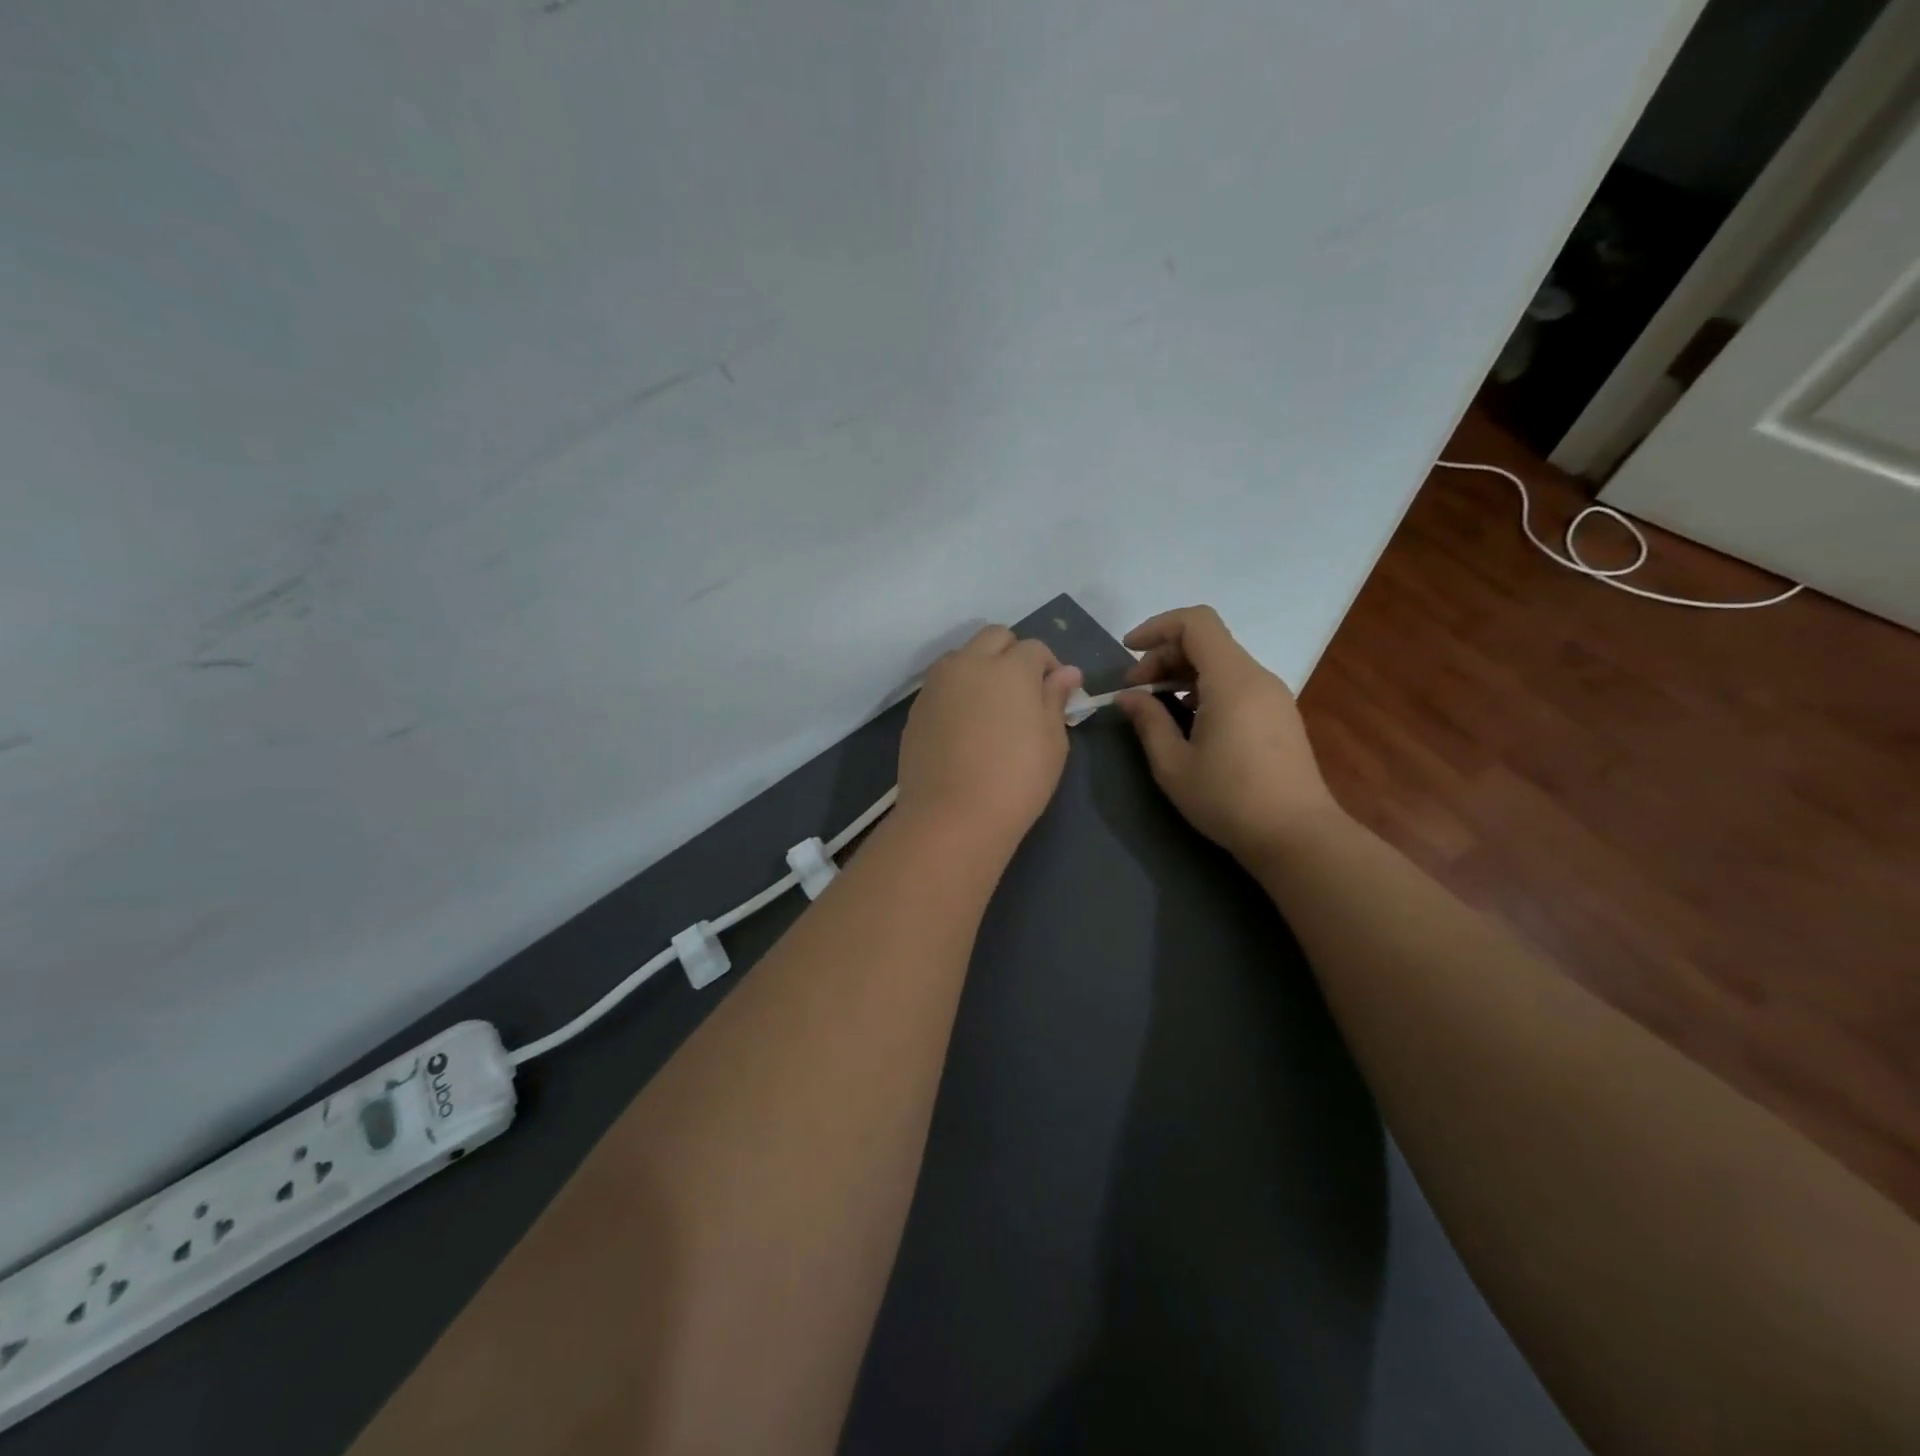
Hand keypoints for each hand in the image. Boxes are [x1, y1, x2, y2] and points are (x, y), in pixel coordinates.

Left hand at [896, 627, 1083, 851]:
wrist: (952, 816)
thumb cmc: (1017, 781)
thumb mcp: (1052, 742)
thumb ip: (1055, 699)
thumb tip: (1066, 672)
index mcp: (1010, 668)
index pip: (1035, 648)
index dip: (1049, 667)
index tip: (1055, 694)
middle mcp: (970, 664)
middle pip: (994, 637)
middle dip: (1012, 653)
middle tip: (1023, 691)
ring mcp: (937, 684)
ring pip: (962, 656)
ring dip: (980, 667)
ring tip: (990, 706)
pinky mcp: (917, 707)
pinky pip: (942, 684)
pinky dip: (957, 691)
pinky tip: (965, 725)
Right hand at [1116, 605, 1344, 864]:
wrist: (1297, 836)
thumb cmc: (1229, 799)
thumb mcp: (1173, 764)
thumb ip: (1148, 721)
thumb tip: (1127, 697)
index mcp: (1232, 680)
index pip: (1196, 623)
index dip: (1157, 627)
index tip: (1128, 651)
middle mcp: (1257, 677)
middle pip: (1207, 642)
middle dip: (1164, 656)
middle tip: (1134, 692)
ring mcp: (1273, 696)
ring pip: (1222, 663)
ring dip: (1183, 674)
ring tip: (1155, 707)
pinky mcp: (1279, 715)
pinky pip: (1236, 684)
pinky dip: (1205, 689)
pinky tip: (1188, 722)